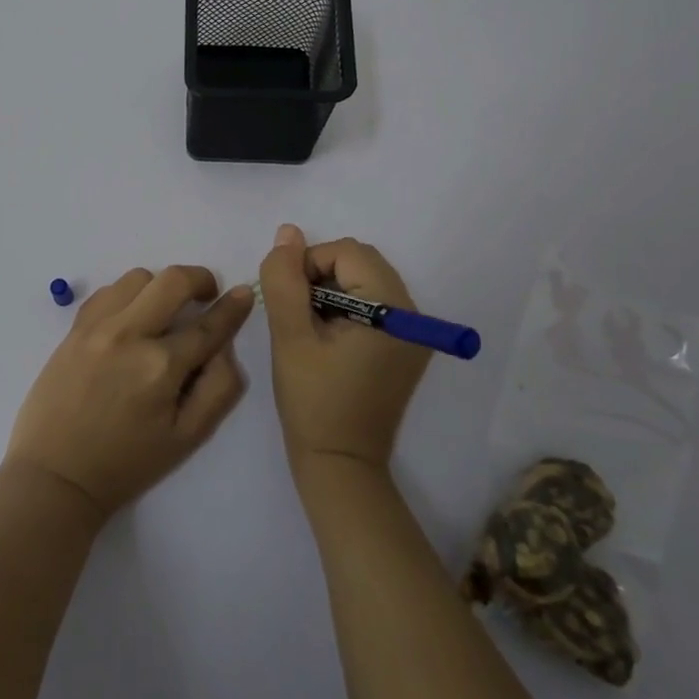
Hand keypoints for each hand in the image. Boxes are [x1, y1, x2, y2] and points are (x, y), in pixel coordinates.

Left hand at [5, 266, 253, 519]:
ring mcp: (97, 328)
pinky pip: (107, 292)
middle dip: (199, 279)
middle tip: (205, 296)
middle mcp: (129, 335)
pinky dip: (126, 296)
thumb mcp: (188, 438)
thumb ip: (219, 388)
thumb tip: (225, 346)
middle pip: (173, 280)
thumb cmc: (127, 462)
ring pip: (138, 278)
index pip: (208, 325)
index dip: (233, 307)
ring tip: (162, 313)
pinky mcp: (73, 329)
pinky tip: (129, 319)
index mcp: (161, 367)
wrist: (56, 475)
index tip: (245, 293)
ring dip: (160, 287)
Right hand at [259, 224, 431, 473]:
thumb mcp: (290, 336)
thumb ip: (285, 280)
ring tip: (312, 328)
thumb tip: (287, 233)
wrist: (340, 464)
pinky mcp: (406, 346)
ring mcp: (414, 332)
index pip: (346, 251)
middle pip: (360, 260)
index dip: (309, 266)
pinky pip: (374, 303)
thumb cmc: (313, 401)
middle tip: (299, 315)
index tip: (289, 303)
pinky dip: (347, 307)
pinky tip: (328, 339)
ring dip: (332, 290)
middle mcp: (413, 313)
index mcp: (392, 308)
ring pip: (365, 279)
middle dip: (321, 275)